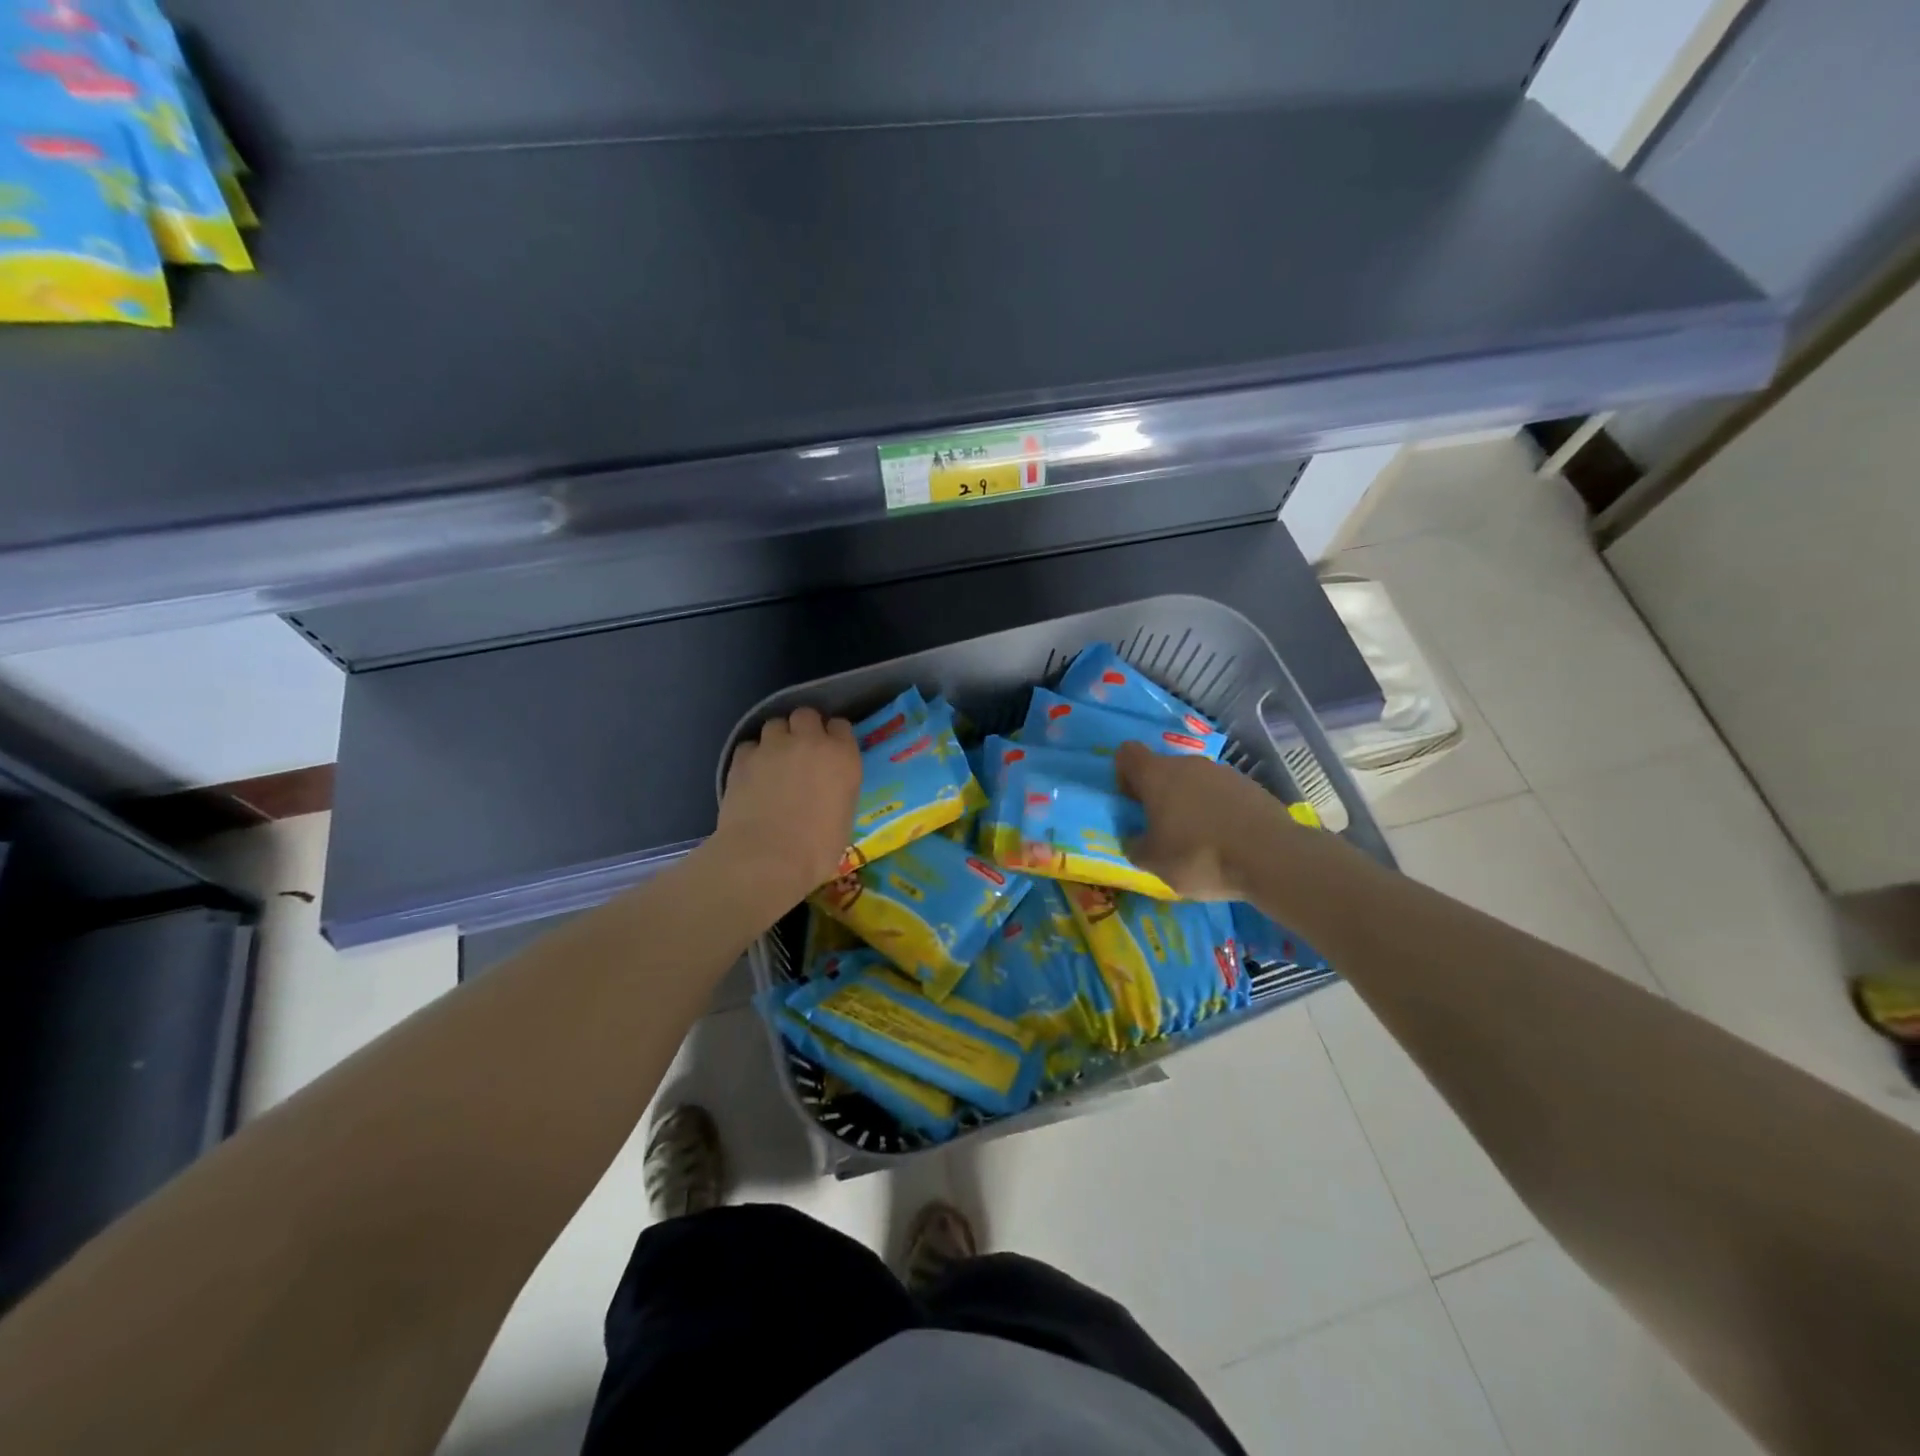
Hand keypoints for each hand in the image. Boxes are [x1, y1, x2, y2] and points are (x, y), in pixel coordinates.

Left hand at [713, 708, 860, 908]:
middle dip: (803, 728)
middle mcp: (810, 742)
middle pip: (806, 715)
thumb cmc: (816, 850)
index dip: (833, 737)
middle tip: (800, 751)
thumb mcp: (843, 817)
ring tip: (773, 761)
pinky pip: (749, 745)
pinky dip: (752, 756)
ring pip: (775, 724)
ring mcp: (773, 746)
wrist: (767, 858)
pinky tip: (752, 774)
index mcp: (843, 757)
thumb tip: (827, 790)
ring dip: (776, 738)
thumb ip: (838, 790)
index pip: (841, 726)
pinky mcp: (743, 758)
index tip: (830, 751)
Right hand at [1116, 741, 1302, 900]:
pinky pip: (1222, 794)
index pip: (1127, 753)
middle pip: (1163, 769)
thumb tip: (1135, 839)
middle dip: (1159, 795)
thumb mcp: (1153, 863)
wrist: (1271, 857)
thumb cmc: (1200, 856)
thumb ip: (1135, 846)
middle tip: (1163, 830)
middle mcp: (1188, 764)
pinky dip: (1218, 811)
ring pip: (1194, 781)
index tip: (1132, 803)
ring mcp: (1223, 772)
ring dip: (1190, 803)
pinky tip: (1227, 840)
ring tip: (1199, 840)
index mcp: (1157, 775)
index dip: (1123, 775)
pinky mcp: (1251, 786)